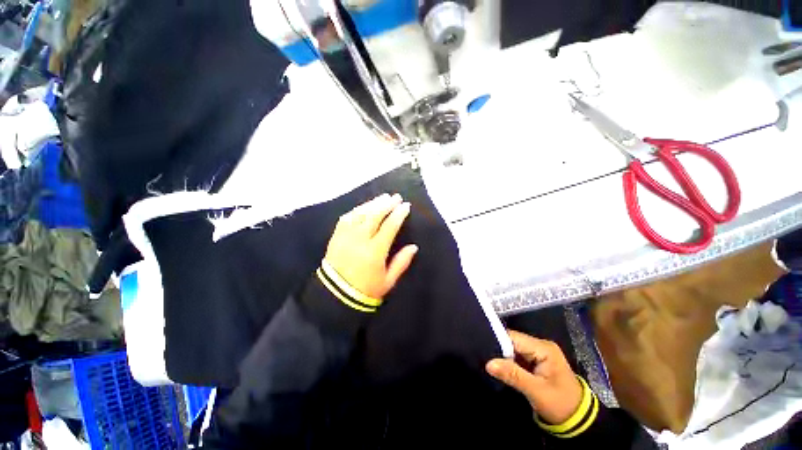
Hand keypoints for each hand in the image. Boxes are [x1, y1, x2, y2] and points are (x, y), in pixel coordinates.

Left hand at [324, 194, 418, 298]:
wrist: (335, 295)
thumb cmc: (366, 289)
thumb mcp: (388, 281)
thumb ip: (401, 262)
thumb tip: (414, 247)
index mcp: (375, 251)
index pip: (389, 226)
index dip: (398, 214)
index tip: (406, 205)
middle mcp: (360, 240)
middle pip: (374, 215)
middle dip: (386, 204)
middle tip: (395, 197)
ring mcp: (346, 236)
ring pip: (360, 214)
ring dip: (372, 203)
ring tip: (382, 198)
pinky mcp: (336, 236)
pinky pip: (346, 218)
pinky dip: (356, 210)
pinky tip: (363, 207)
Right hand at [486, 330, 582, 423]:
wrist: (578, 421)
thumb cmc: (561, 405)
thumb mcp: (537, 392)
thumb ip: (513, 375)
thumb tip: (488, 363)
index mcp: (543, 348)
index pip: (514, 338)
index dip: (497, 341)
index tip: (481, 347)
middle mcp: (540, 346)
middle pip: (512, 341)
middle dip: (497, 349)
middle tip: (481, 355)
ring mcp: (538, 353)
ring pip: (512, 349)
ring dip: (501, 355)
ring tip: (484, 359)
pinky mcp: (535, 361)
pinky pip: (516, 356)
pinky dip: (507, 361)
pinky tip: (496, 365)